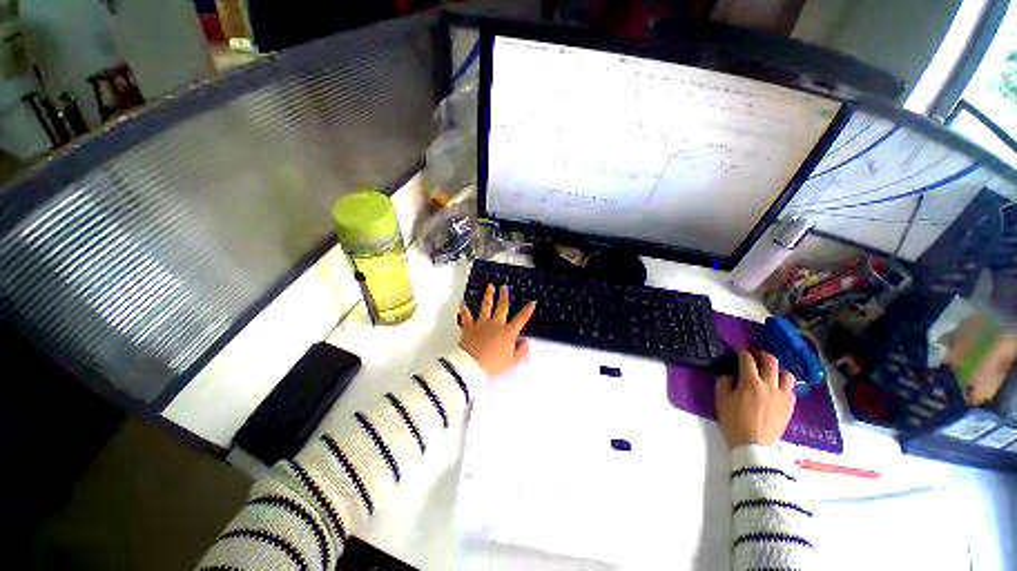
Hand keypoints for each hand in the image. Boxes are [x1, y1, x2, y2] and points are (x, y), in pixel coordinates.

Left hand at [458, 284, 536, 377]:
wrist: (471, 366)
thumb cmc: (492, 365)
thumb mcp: (512, 362)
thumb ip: (521, 352)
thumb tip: (526, 343)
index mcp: (508, 332)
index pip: (521, 319)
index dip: (528, 310)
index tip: (532, 303)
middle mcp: (496, 324)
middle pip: (502, 306)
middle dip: (504, 296)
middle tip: (505, 287)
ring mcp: (482, 324)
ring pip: (486, 306)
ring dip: (488, 295)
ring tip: (490, 287)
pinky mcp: (469, 327)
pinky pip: (466, 316)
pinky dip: (463, 309)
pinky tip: (461, 302)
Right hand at [715, 350, 796, 446]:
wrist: (753, 445)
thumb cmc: (733, 421)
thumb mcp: (721, 399)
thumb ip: (724, 382)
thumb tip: (730, 374)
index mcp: (750, 382)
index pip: (747, 360)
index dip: (742, 353)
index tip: (737, 353)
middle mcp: (769, 385)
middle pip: (771, 361)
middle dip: (761, 355)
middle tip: (754, 356)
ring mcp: (783, 396)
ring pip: (786, 374)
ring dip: (777, 370)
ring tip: (769, 372)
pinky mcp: (790, 406)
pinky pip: (791, 389)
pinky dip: (783, 385)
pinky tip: (776, 389)